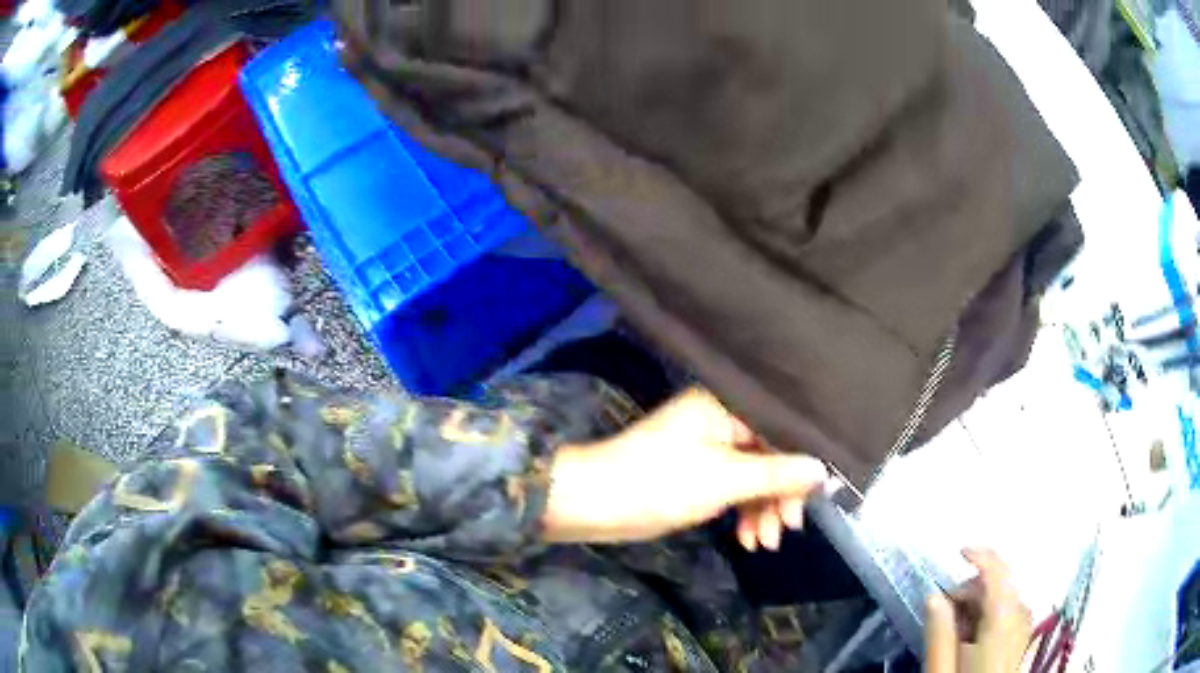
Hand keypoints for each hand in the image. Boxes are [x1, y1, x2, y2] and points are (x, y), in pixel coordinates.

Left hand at [542, 388, 827, 544]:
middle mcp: (721, 419)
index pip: (781, 431)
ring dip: (761, 510)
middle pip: (770, 455)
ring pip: (753, 477)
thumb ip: (777, 474)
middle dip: (778, 496)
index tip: (814, 501)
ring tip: (763, 544)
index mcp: (726, 405)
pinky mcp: (698, 472)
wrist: (594, 502)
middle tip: (786, 530)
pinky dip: (742, 512)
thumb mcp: (726, 479)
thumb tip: (824, 470)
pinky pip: (734, 488)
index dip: (801, 467)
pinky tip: (747, 539)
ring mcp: (709, 447)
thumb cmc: (660, 481)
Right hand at [926, 549, 1033, 672]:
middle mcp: (1020, 616)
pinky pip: (1009, 609)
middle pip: (999, 584)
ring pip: (1004, 596)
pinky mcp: (1023, 636)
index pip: (998, 573)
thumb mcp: (941, 670)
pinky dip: (990, 612)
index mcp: (1002, 622)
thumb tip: (935, 595)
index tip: (957, 552)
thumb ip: (939, 633)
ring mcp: (1025, 626)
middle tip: (944, 615)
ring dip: (979, 603)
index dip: (980, 555)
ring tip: (957, 632)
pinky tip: (973, 636)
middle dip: (970, 591)